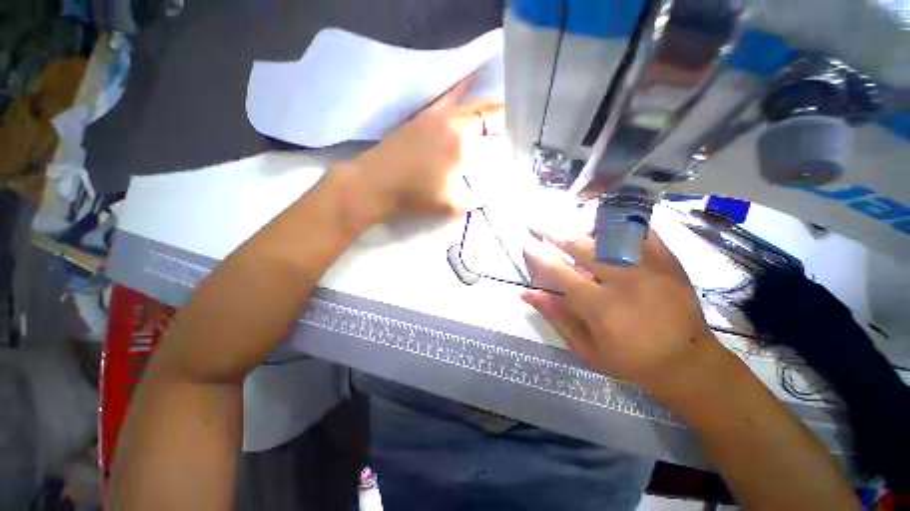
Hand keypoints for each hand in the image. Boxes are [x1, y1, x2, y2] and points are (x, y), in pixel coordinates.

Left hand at [350, 77, 504, 219]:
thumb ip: (479, 199)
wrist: (375, 184)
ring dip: (486, 102)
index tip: (520, 132)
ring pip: (468, 102)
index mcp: (463, 144)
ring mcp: (436, 116)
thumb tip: (502, 194)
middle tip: (516, 115)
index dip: (510, 128)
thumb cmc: (414, 197)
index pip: (494, 130)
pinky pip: (445, 97)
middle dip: (502, 112)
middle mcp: (453, 123)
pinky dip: (460, 88)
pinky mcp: (422, 116)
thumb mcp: (452, 205)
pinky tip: (469, 80)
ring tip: (502, 102)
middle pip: (484, 111)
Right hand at [521, 229, 722, 398]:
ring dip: (583, 226)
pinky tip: (605, 226)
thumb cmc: (630, 360)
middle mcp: (624, 281)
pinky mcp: (669, 261)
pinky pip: (641, 232)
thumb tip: (527, 293)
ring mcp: (650, 267)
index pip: (560, 272)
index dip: (539, 256)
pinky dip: (620, 224)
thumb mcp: (585, 348)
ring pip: (610, 234)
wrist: (688, 362)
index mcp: (601, 307)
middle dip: (555, 233)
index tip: (527, 243)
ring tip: (569, 224)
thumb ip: (555, 316)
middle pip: (582, 246)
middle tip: (539, 224)